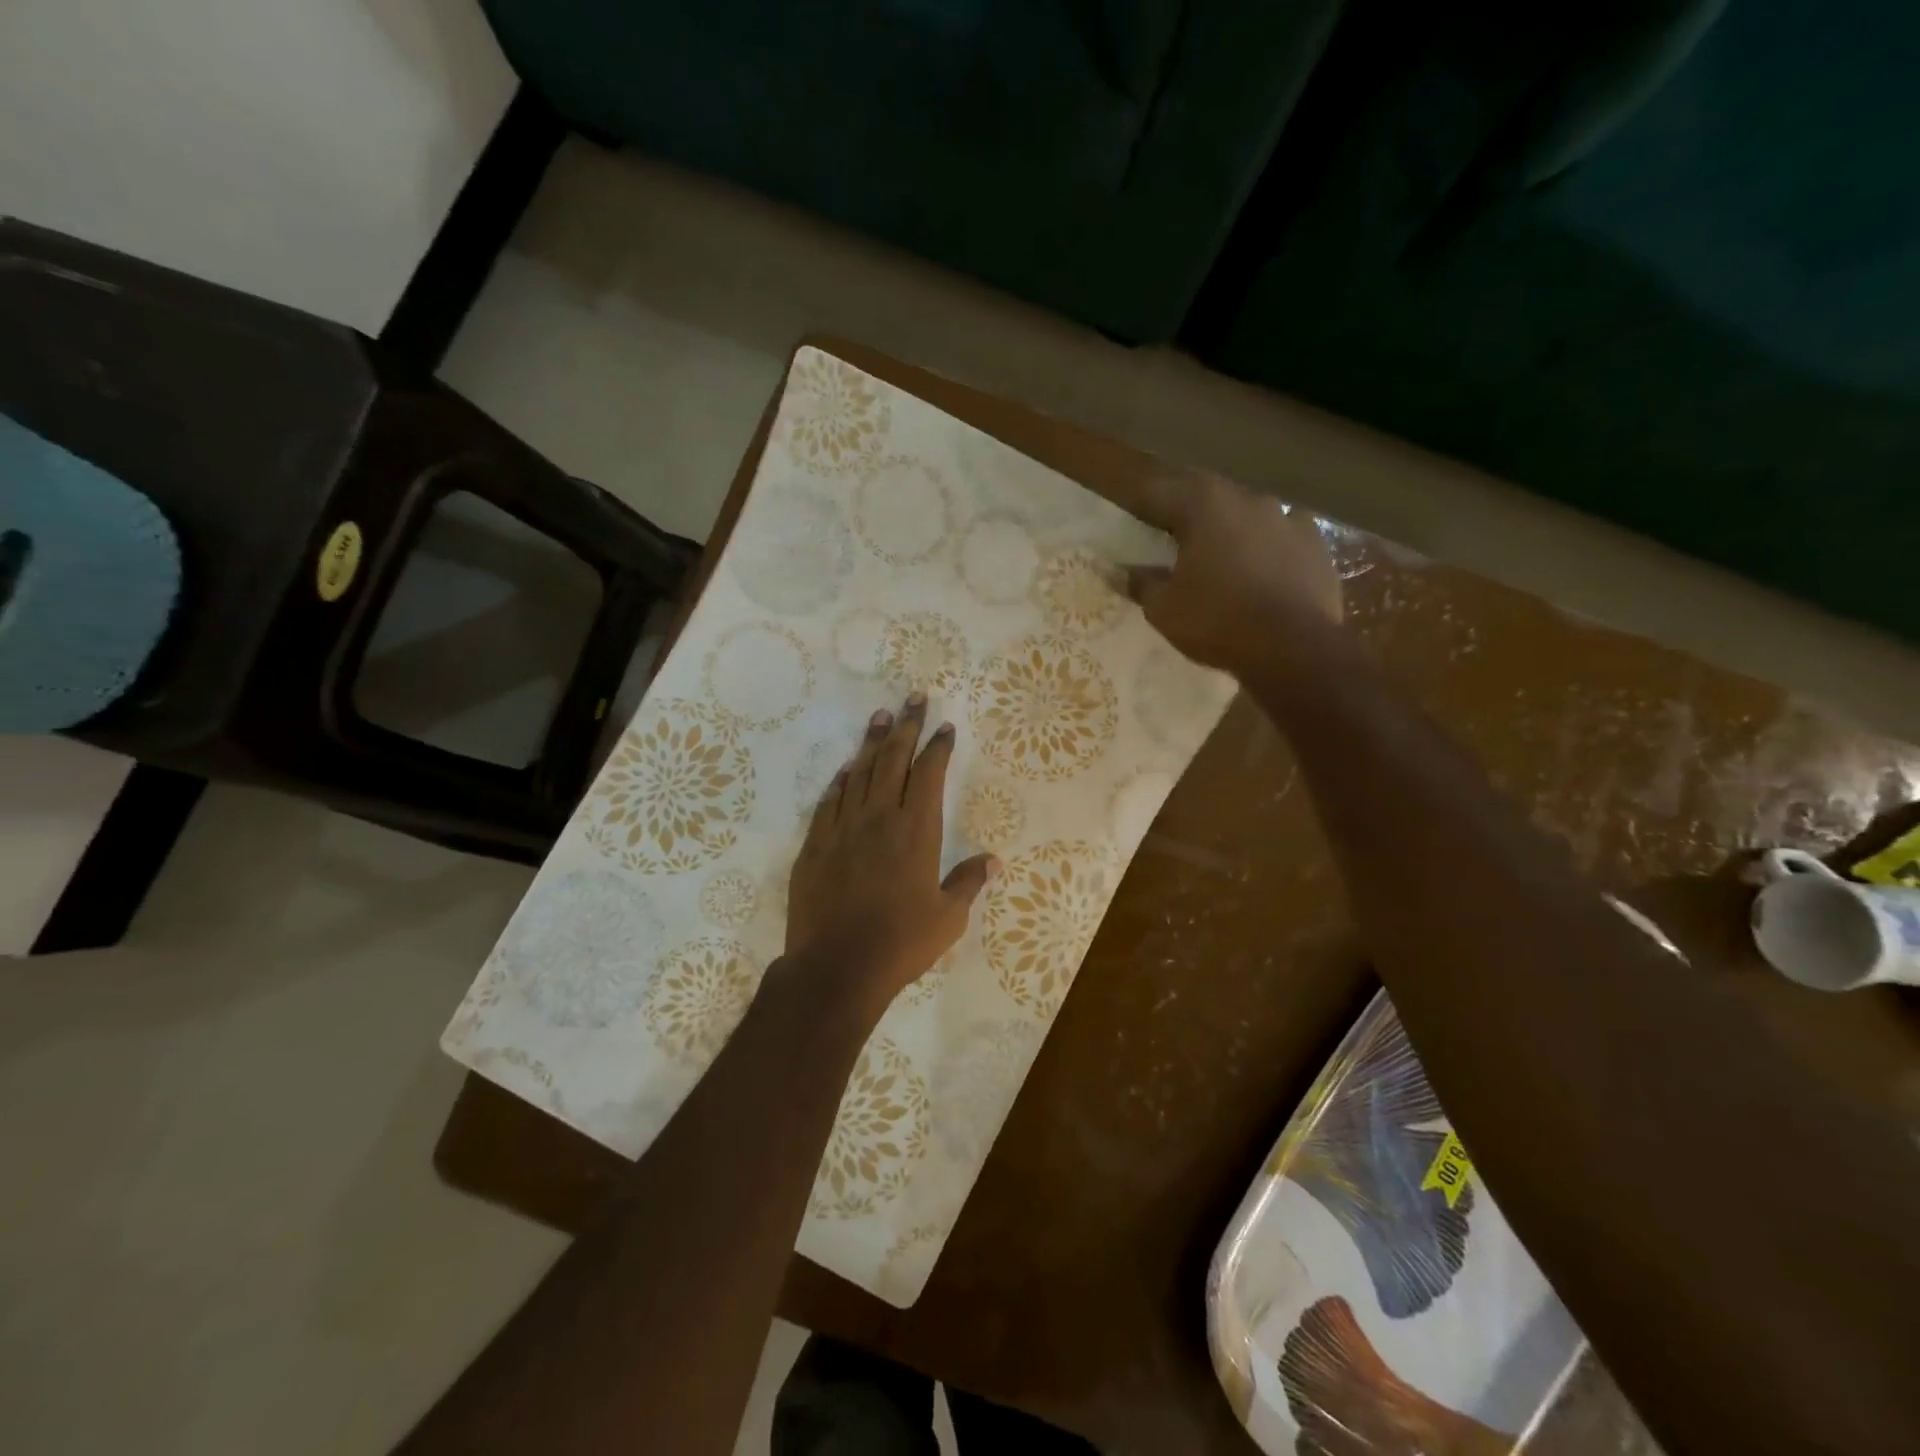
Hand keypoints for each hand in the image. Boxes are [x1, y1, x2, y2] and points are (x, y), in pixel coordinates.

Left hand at [784, 693, 997, 1008]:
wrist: (836, 967)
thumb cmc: (900, 943)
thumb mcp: (948, 918)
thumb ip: (968, 883)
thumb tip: (994, 860)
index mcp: (917, 831)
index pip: (930, 775)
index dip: (938, 747)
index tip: (944, 727)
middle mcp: (880, 818)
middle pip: (893, 760)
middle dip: (905, 726)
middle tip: (913, 698)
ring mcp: (843, 828)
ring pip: (859, 773)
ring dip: (872, 742)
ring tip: (880, 715)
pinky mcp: (815, 845)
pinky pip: (830, 801)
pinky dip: (841, 780)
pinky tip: (846, 768)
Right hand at [1124, 471, 1342, 679]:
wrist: (1295, 647)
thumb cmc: (1217, 621)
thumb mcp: (1164, 609)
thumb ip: (1142, 584)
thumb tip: (1123, 572)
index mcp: (1203, 505)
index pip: (1159, 493)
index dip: (1140, 505)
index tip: (1129, 518)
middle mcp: (1246, 498)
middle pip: (1205, 495)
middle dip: (1184, 510)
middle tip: (1169, 531)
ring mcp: (1287, 518)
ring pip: (1246, 514)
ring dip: (1227, 527)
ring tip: (1216, 551)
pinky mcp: (1316, 544)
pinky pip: (1280, 537)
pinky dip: (1264, 547)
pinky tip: (1259, 568)